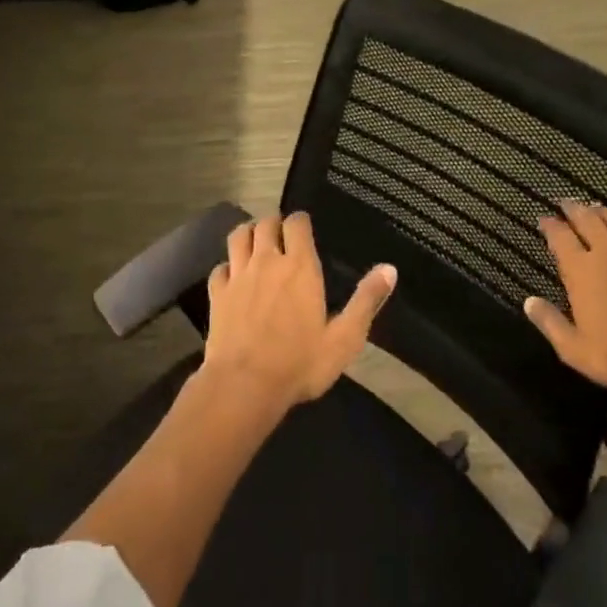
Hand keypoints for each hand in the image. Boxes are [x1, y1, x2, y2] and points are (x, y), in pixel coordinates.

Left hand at [204, 212, 396, 412]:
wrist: (244, 386)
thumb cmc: (300, 363)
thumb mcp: (344, 338)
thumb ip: (366, 300)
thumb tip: (390, 269)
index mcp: (299, 266)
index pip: (297, 223)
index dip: (300, 220)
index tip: (304, 227)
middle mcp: (267, 261)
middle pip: (265, 223)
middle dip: (274, 223)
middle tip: (281, 234)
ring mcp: (238, 276)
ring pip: (238, 236)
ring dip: (248, 233)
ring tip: (255, 242)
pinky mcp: (217, 294)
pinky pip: (220, 267)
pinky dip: (227, 266)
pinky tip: (233, 277)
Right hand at [524, 201, 606, 402]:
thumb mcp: (573, 348)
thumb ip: (549, 322)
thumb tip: (529, 302)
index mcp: (581, 270)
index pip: (560, 237)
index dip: (550, 225)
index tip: (543, 218)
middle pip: (588, 220)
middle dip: (574, 208)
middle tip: (566, 202)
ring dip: (605, 213)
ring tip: (598, 209)